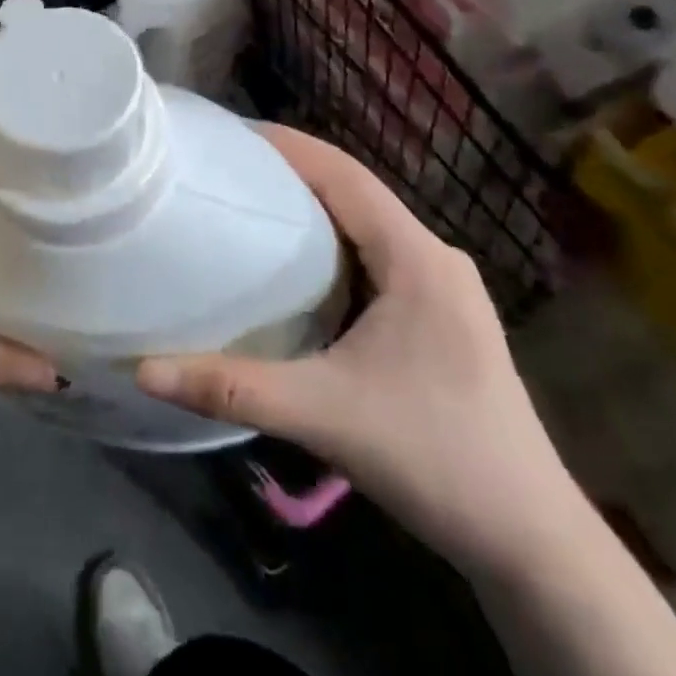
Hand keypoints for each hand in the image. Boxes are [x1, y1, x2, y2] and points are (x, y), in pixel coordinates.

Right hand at [136, 126, 584, 575]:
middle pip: (354, 194)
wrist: (531, 539)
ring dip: (312, 211)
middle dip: (291, 174)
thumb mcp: (324, 416)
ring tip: (248, 207)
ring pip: (366, 227)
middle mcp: (435, 258)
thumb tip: (144, 370)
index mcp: (417, 258)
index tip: (231, 135)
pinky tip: (295, 270)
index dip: (289, 146)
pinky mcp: (441, 317)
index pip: (345, 176)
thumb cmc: (435, 459)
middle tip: (225, 171)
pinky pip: (377, 258)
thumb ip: (232, 389)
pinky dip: (332, 248)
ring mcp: (443, 288)